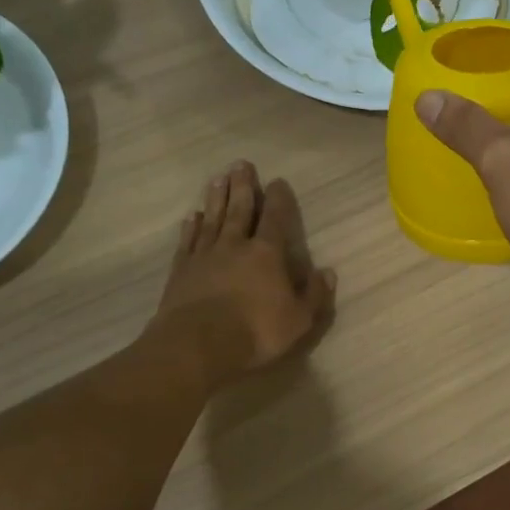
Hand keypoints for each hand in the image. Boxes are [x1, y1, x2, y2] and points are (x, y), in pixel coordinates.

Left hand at [152, 162, 336, 384]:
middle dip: (243, 186)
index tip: (278, 181)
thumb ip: (314, 294)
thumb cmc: (255, 332)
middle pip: (240, 209)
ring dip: (216, 198)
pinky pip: (189, 241)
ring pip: (213, 219)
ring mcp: (205, 256)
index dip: (279, 199)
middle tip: (241, 164)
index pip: (276, 219)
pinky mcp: (182, 270)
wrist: (197, 344)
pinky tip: (193, 216)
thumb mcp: (299, 320)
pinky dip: (192, 227)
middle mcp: (235, 246)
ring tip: (218, 179)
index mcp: (267, 254)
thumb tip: (327, 272)